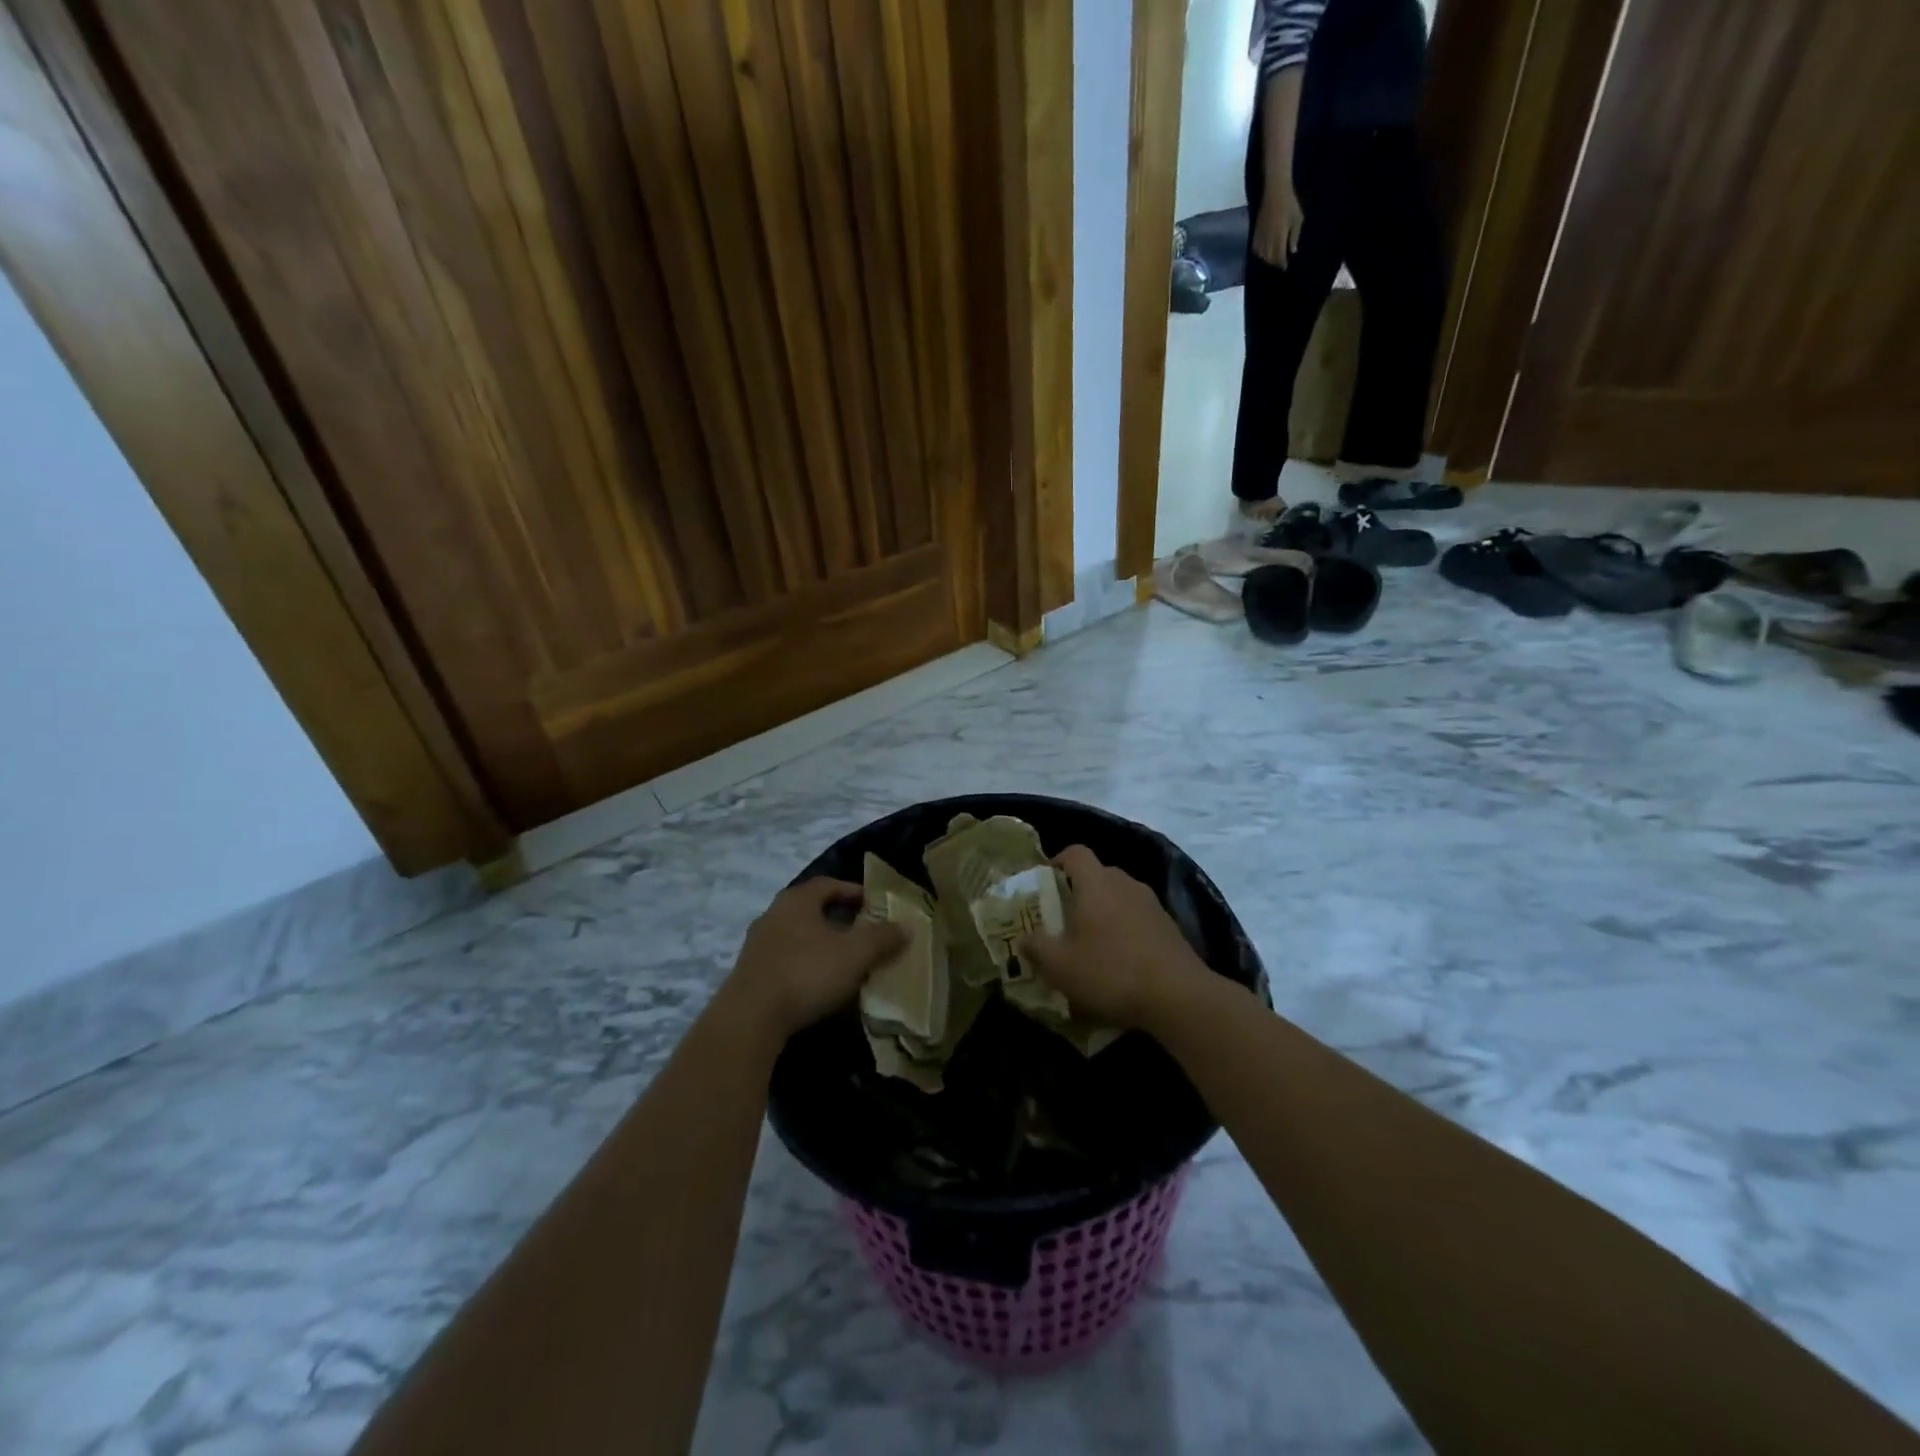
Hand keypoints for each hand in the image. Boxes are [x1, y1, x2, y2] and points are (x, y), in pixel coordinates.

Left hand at [723, 879, 907, 1042]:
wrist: (750, 1018)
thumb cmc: (807, 973)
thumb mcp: (855, 954)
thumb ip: (882, 938)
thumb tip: (905, 927)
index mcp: (797, 900)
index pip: (828, 884)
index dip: (852, 891)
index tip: (873, 905)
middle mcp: (773, 914)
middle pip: (810, 909)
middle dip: (837, 918)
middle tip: (862, 932)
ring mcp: (757, 945)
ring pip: (797, 935)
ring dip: (820, 944)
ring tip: (844, 961)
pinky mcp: (750, 974)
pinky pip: (785, 960)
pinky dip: (805, 965)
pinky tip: (819, 984)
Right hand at [1015, 846, 1211, 1029]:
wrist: (1178, 995)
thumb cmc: (1110, 971)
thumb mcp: (1060, 966)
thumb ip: (1036, 948)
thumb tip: (1023, 939)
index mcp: (1096, 883)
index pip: (1076, 852)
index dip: (1058, 861)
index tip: (1046, 882)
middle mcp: (1125, 884)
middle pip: (1099, 874)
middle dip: (1080, 891)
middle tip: (1064, 919)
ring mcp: (1152, 904)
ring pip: (1120, 896)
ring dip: (1105, 912)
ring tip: (1092, 943)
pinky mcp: (1169, 927)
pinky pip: (1138, 917)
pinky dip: (1126, 929)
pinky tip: (1121, 961)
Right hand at [1252, 186, 1303, 267]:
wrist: (1275, 191)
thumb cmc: (1289, 203)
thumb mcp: (1298, 218)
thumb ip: (1294, 236)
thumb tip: (1292, 251)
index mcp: (1279, 237)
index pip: (1279, 257)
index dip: (1282, 263)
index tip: (1286, 267)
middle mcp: (1268, 240)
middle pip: (1269, 258)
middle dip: (1275, 263)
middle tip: (1280, 264)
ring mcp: (1260, 237)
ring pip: (1262, 255)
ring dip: (1267, 259)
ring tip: (1272, 260)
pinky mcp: (1255, 233)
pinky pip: (1256, 249)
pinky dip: (1260, 253)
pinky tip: (1263, 253)